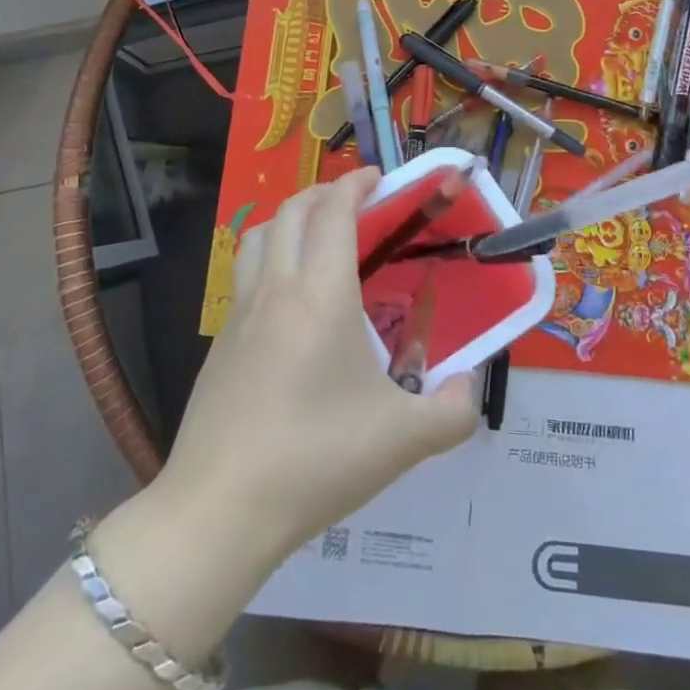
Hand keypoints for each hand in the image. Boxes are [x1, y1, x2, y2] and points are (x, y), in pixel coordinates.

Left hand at [160, 170, 479, 564]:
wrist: (220, 510)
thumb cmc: (317, 460)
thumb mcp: (404, 440)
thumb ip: (453, 410)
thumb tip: (469, 385)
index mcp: (321, 295)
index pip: (334, 212)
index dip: (355, 185)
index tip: (379, 179)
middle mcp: (277, 289)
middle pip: (292, 211)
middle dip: (325, 192)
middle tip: (357, 201)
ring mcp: (240, 314)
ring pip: (259, 236)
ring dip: (291, 218)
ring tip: (319, 235)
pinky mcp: (220, 343)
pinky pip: (245, 274)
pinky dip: (271, 257)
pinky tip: (290, 300)